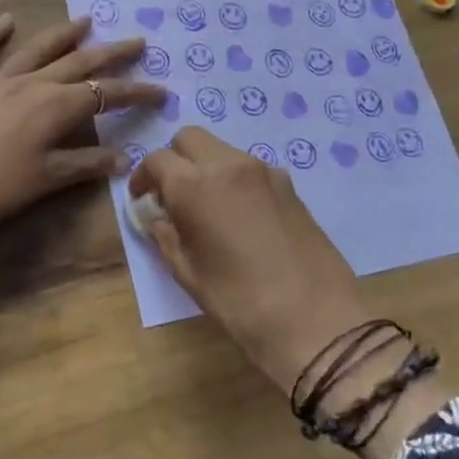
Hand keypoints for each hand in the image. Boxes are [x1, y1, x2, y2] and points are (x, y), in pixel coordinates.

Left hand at [0, 14, 164, 256]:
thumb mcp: (48, 179)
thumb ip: (86, 164)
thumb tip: (124, 158)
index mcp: (56, 107)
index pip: (105, 95)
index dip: (135, 93)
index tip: (161, 90)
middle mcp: (32, 84)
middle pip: (78, 63)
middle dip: (111, 53)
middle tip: (136, 41)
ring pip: (37, 51)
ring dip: (63, 35)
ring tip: (85, 20)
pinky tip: (6, 20)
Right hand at [131, 127, 447, 458]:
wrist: (315, 320)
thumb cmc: (239, 302)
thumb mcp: (188, 272)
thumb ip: (164, 234)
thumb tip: (155, 215)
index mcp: (194, 185)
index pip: (156, 160)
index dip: (143, 177)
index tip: (142, 199)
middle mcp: (227, 165)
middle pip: (189, 138)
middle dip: (174, 158)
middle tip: (172, 193)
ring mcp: (263, 171)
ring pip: (222, 149)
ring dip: (206, 166)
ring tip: (207, 205)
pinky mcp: (288, 184)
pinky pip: (249, 167)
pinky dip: (234, 178)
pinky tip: (240, 215)